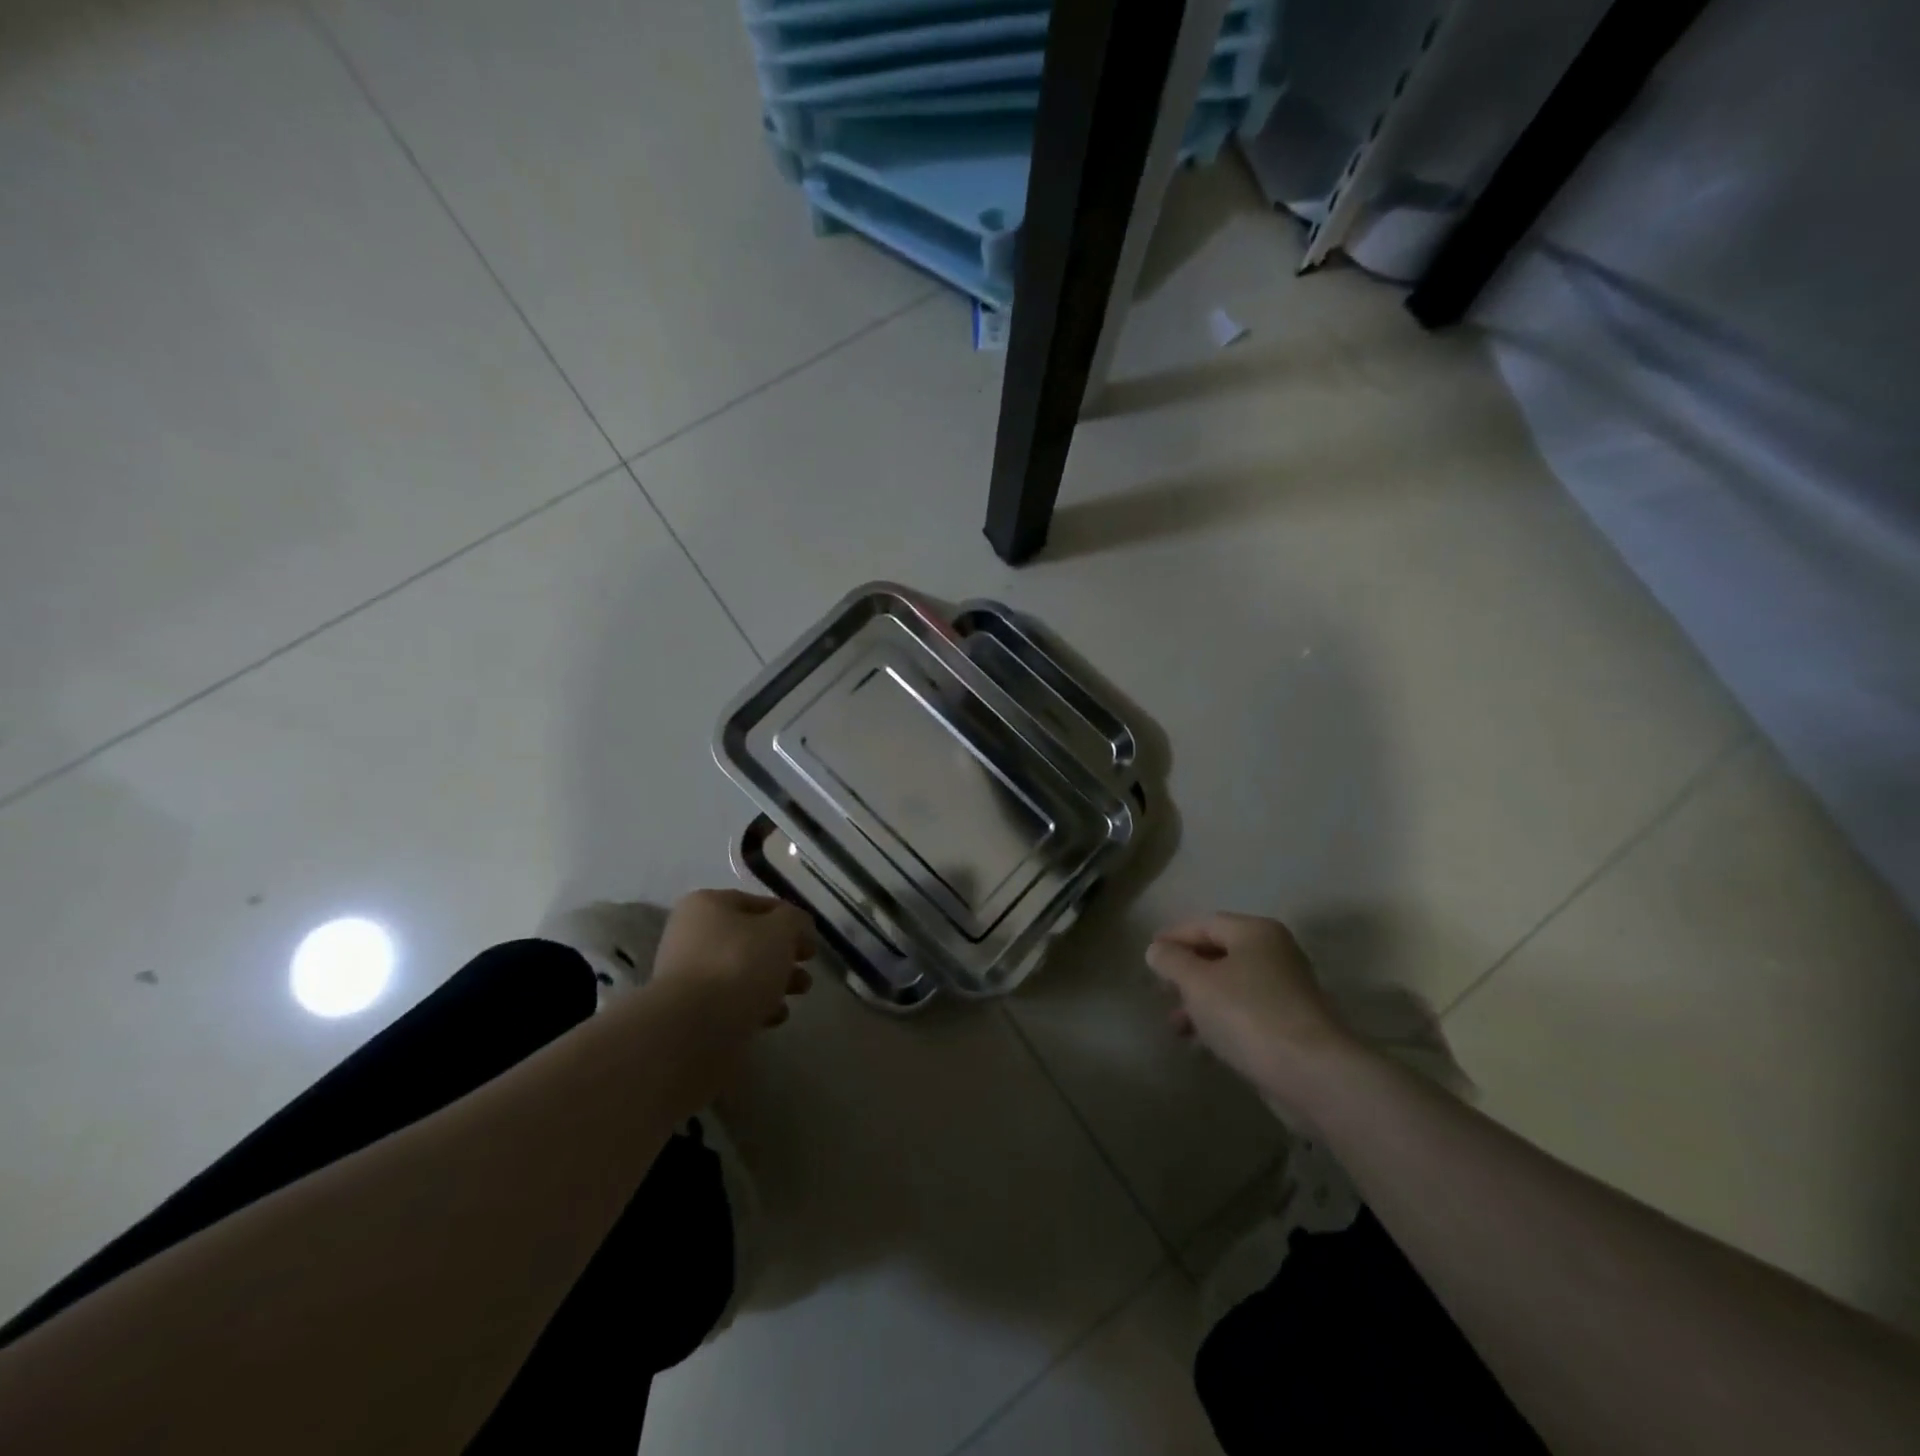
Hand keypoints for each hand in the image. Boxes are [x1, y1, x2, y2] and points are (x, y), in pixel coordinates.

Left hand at [650, 889, 817, 1039]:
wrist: (693, 1029)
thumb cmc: (738, 965)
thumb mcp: (780, 930)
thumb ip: (795, 921)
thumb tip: (796, 926)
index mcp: (707, 905)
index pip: (758, 904)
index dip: (789, 919)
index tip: (811, 939)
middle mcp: (692, 935)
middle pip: (750, 940)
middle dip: (784, 953)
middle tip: (807, 966)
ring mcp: (688, 975)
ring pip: (743, 971)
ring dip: (775, 980)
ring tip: (800, 992)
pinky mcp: (691, 1011)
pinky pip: (731, 1000)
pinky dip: (755, 1004)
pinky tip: (774, 1017)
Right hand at [1145, 912, 1359, 1108]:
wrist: (1312, 1074)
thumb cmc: (1247, 1014)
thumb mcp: (1197, 982)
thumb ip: (1171, 960)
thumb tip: (1157, 949)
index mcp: (1255, 932)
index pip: (1204, 923)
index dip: (1173, 937)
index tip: (1148, 956)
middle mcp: (1275, 954)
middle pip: (1219, 954)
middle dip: (1186, 973)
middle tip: (1161, 991)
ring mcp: (1287, 990)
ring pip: (1231, 987)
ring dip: (1200, 1002)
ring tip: (1176, 1026)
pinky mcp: (1291, 1025)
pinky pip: (1246, 1013)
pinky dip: (1221, 1022)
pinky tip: (1202, 1045)